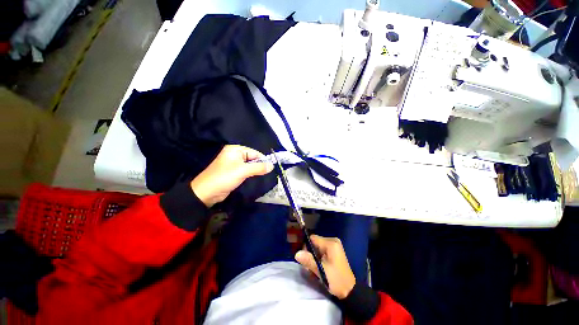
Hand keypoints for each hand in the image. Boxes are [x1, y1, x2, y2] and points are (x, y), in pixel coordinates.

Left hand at [190, 145, 273, 206]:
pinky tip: (256, 178)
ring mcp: (234, 164)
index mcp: (235, 150)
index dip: (263, 159)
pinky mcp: (234, 172)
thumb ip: (258, 167)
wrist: (206, 193)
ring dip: (256, 171)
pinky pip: (246, 171)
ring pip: (250, 166)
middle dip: (260, 166)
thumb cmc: (224, 177)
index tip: (271, 168)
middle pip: (252, 158)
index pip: (254, 152)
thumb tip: (272, 165)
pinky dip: (251, 174)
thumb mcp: (243, 171)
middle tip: (268, 173)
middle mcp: (235, 155)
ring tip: (264, 176)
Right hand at [295, 235, 355, 298]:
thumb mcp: (321, 271)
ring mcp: (334, 245)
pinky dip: (318, 257)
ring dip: (314, 256)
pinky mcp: (334, 251)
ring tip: (314, 268)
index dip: (306, 246)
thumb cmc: (336, 280)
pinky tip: (319, 266)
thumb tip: (297, 253)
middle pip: (315, 242)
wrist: (349, 290)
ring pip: (317, 247)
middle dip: (310, 253)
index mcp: (331, 243)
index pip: (313, 238)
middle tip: (309, 266)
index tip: (304, 258)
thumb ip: (309, 260)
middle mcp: (333, 241)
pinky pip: (322, 250)